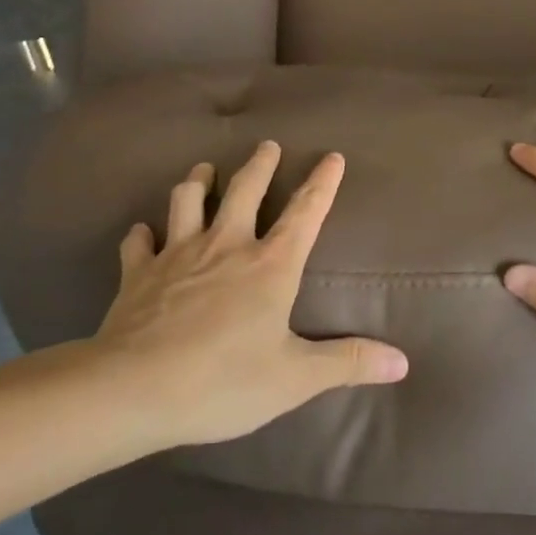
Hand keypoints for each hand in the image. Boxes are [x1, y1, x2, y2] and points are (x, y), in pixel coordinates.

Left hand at [91, 141, 408, 446]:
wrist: (133, 389)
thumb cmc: (223, 381)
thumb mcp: (294, 378)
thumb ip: (347, 363)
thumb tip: (401, 363)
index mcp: (269, 265)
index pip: (304, 214)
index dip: (321, 184)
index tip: (332, 156)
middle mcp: (225, 245)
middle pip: (245, 189)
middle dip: (260, 165)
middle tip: (267, 145)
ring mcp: (177, 254)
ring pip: (188, 200)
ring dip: (198, 182)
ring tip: (204, 170)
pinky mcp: (138, 272)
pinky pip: (138, 242)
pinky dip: (143, 234)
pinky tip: (143, 233)